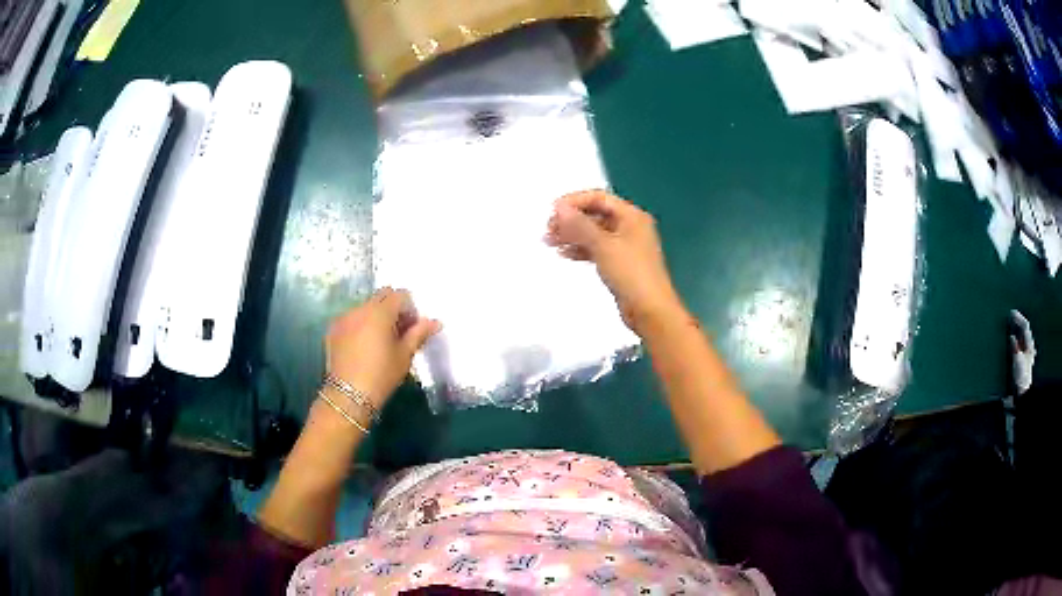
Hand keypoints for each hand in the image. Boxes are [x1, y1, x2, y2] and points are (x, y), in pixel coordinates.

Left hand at [325, 288, 440, 408]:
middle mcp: (360, 308)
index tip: (412, 328)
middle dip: (393, 309)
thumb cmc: (382, 375)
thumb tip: (435, 322)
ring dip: (375, 317)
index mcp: (380, 312)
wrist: (349, 395)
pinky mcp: (333, 329)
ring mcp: (344, 317)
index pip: (400, 295)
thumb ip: (419, 333)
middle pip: (381, 297)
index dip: (410, 308)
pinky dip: (360, 325)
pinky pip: (351, 318)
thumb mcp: (404, 355)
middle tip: (398, 333)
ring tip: (379, 341)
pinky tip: (363, 346)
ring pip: (365, 307)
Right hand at [545, 190, 682, 333]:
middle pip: (596, 214)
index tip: (553, 211)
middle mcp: (630, 226)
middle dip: (571, 220)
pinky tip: (564, 253)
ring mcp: (626, 246)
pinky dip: (581, 249)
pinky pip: (597, 249)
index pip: (599, 198)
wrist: (650, 310)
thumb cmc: (631, 273)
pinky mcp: (620, 263)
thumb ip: (580, 225)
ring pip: (594, 233)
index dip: (574, 202)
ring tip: (549, 242)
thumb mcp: (603, 245)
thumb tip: (559, 208)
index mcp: (632, 216)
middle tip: (548, 229)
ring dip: (572, 235)